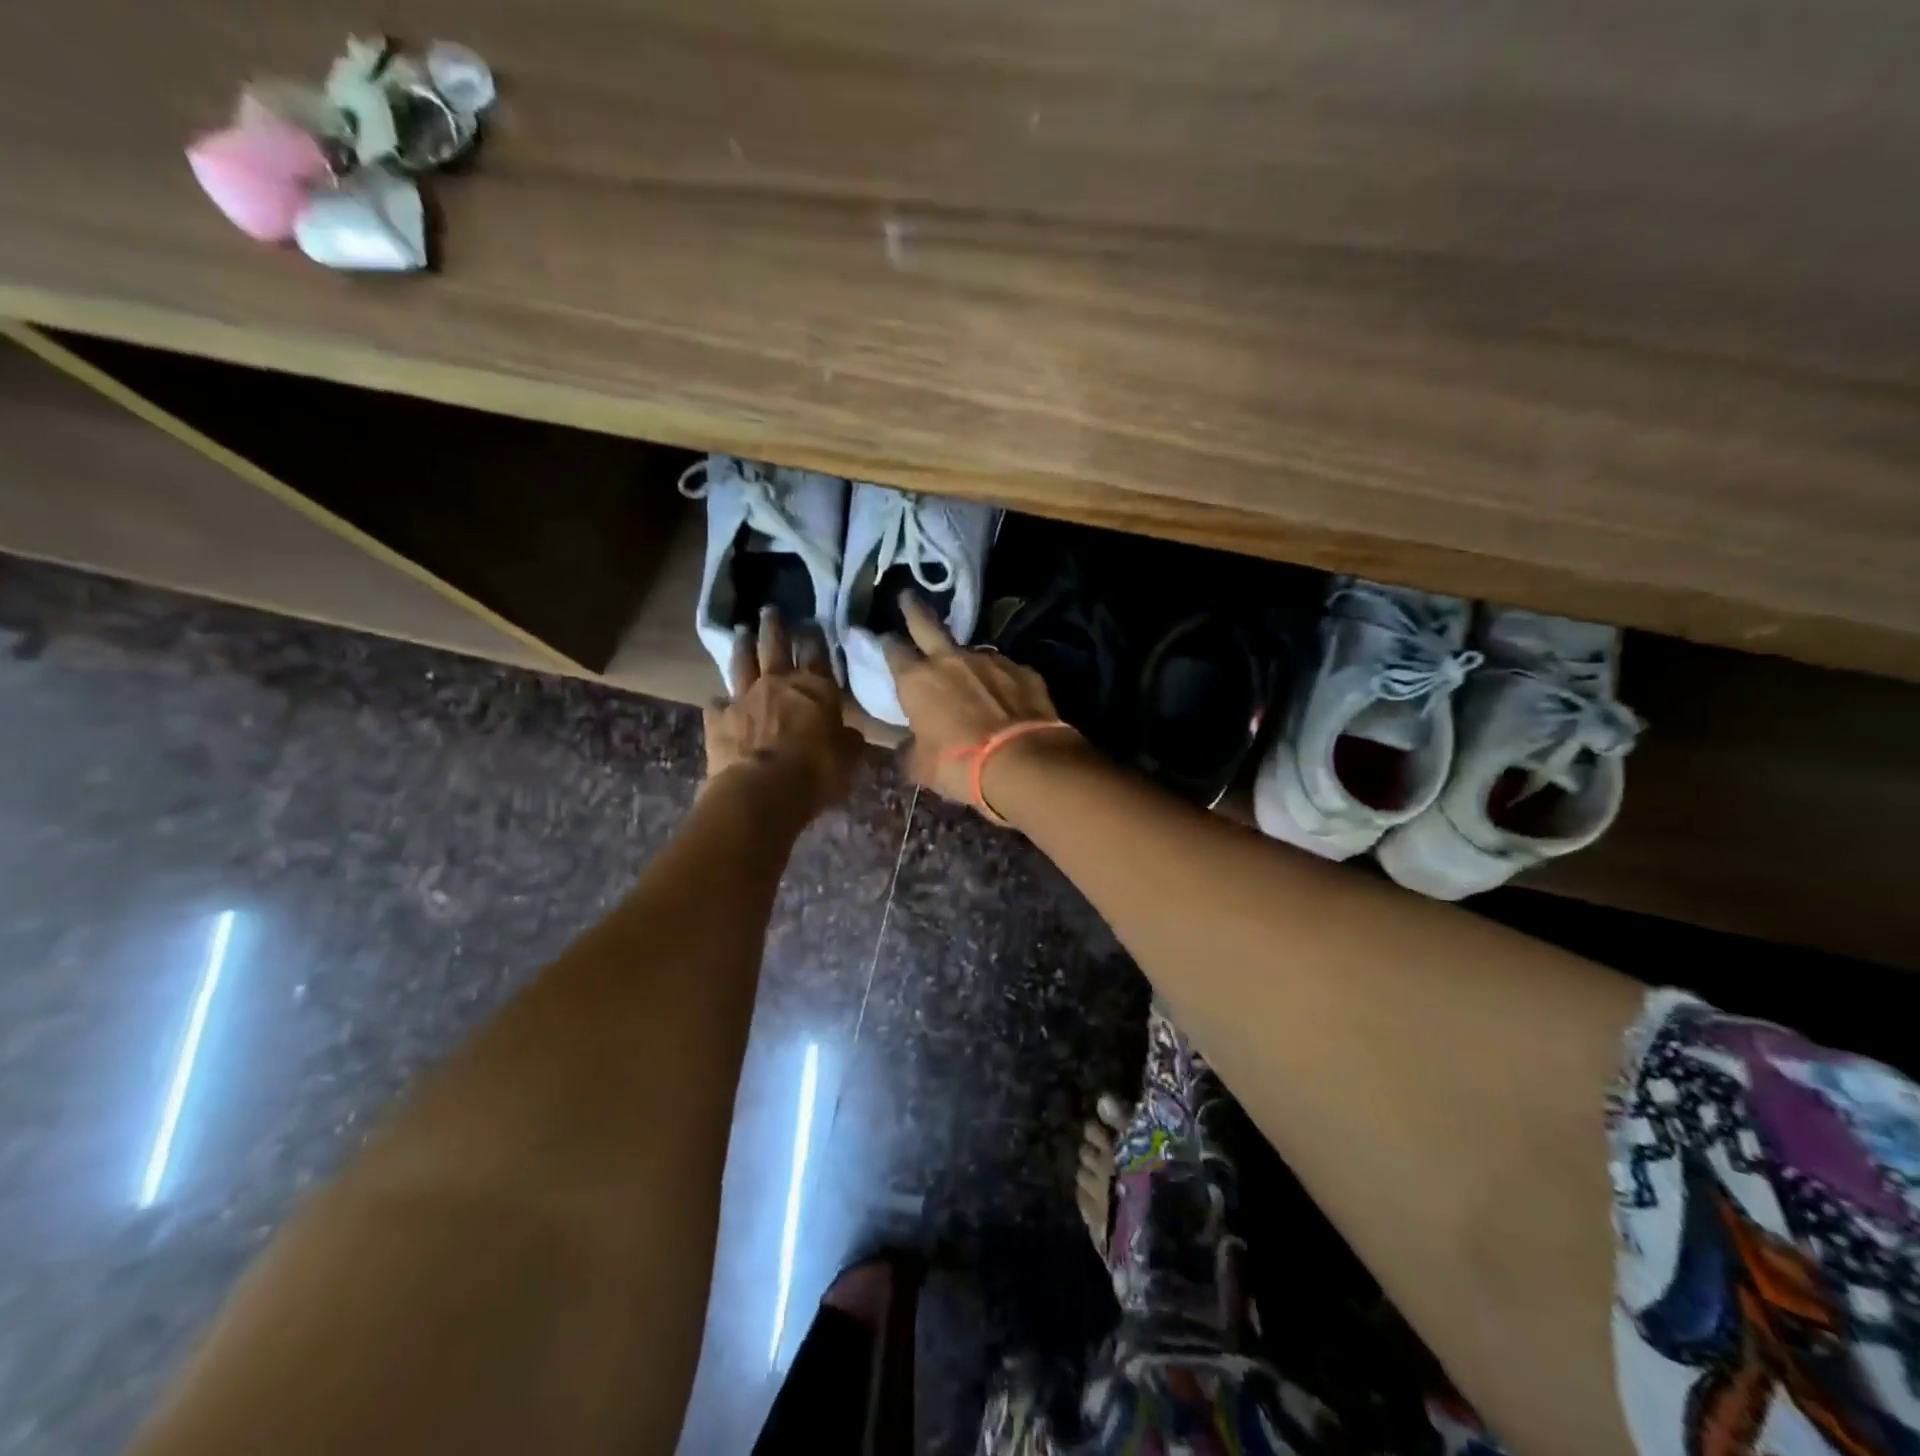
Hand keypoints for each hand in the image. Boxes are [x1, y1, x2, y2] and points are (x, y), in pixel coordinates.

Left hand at [704, 610, 863, 815]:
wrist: (764, 790)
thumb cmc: (816, 772)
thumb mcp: (848, 759)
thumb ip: (849, 741)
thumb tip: (851, 734)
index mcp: (815, 689)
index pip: (817, 653)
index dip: (814, 636)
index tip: (811, 621)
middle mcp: (778, 684)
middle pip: (775, 646)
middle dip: (775, 626)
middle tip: (770, 609)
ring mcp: (744, 698)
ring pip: (742, 663)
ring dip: (743, 646)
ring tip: (742, 631)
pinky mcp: (718, 720)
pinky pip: (717, 704)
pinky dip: (719, 702)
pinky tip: (718, 701)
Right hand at [877, 594, 1068, 807]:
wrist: (1023, 762)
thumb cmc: (960, 766)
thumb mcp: (921, 766)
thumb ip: (909, 750)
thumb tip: (905, 748)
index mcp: (917, 680)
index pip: (893, 651)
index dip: (887, 645)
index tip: (884, 639)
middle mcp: (950, 660)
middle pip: (927, 624)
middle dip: (914, 609)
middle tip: (907, 595)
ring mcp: (990, 660)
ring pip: (971, 651)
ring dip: (965, 660)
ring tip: (970, 678)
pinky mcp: (1023, 670)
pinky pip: (1005, 670)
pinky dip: (1000, 680)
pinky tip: (1005, 697)